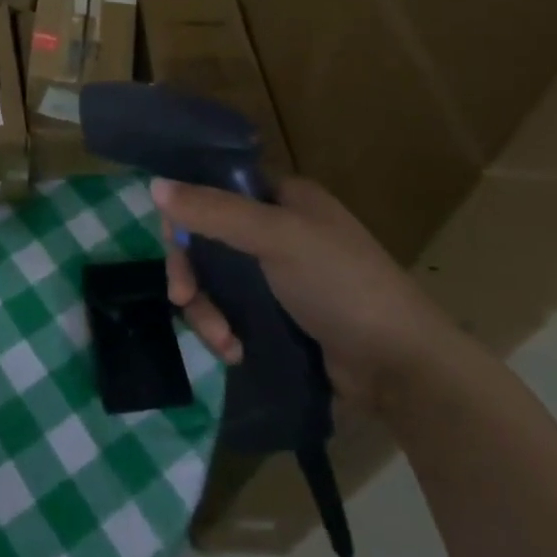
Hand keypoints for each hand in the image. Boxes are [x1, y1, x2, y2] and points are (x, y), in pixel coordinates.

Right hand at [152, 175, 462, 410]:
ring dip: (207, 309)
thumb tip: (153, 187)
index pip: (214, 188)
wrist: (403, 369)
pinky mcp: (279, 314)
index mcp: (283, 197)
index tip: (172, 245)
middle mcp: (277, 228)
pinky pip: (231, 309)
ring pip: (214, 278)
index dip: (185, 211)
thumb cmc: (342, 286)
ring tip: (221, 341)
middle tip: (182, 300)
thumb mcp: (278, 238)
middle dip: (192, 273)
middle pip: (207, 237)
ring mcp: (278, 273)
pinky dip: (224, 328)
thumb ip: (214, 211)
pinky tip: (233, 351)